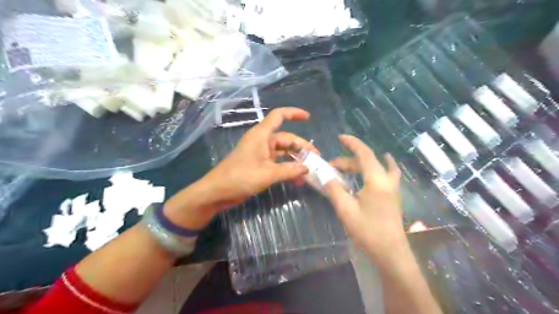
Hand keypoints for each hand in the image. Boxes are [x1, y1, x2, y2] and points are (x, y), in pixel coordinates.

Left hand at [201, 106, 315, 210]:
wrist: (217, 192)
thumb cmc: (240, 177)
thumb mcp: (267, 174)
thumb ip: (289, 170)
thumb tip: (307, 168)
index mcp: (261, 135)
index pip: (278, 116)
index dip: (293, 113)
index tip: (308, 117)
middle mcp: (262, 141)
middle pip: (286, 139)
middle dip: (301, 148)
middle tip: (316, 160)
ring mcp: (260, 154)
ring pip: (283, 152)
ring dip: (295, 160)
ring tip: (309, 171)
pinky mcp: (259, 165)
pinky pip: (277, 163)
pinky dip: (287, 169)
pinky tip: (297, 179)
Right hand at [324, 134, 407, 259]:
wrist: (391, 253)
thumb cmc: (368, 231)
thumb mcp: (346, 209)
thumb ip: (334, 190)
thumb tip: (325, 177)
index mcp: (376, 180)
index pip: (364, 154)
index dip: (352, 143)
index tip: (340, 137)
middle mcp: (387, 181)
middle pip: (369, 162)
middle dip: (349, 161)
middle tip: (332, 167)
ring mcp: (393, 189)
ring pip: (378, 167)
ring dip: (362, 165)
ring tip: (348, 167)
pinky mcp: (393, 198)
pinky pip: (386, 175)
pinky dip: (378, 169)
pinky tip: (373, 173)